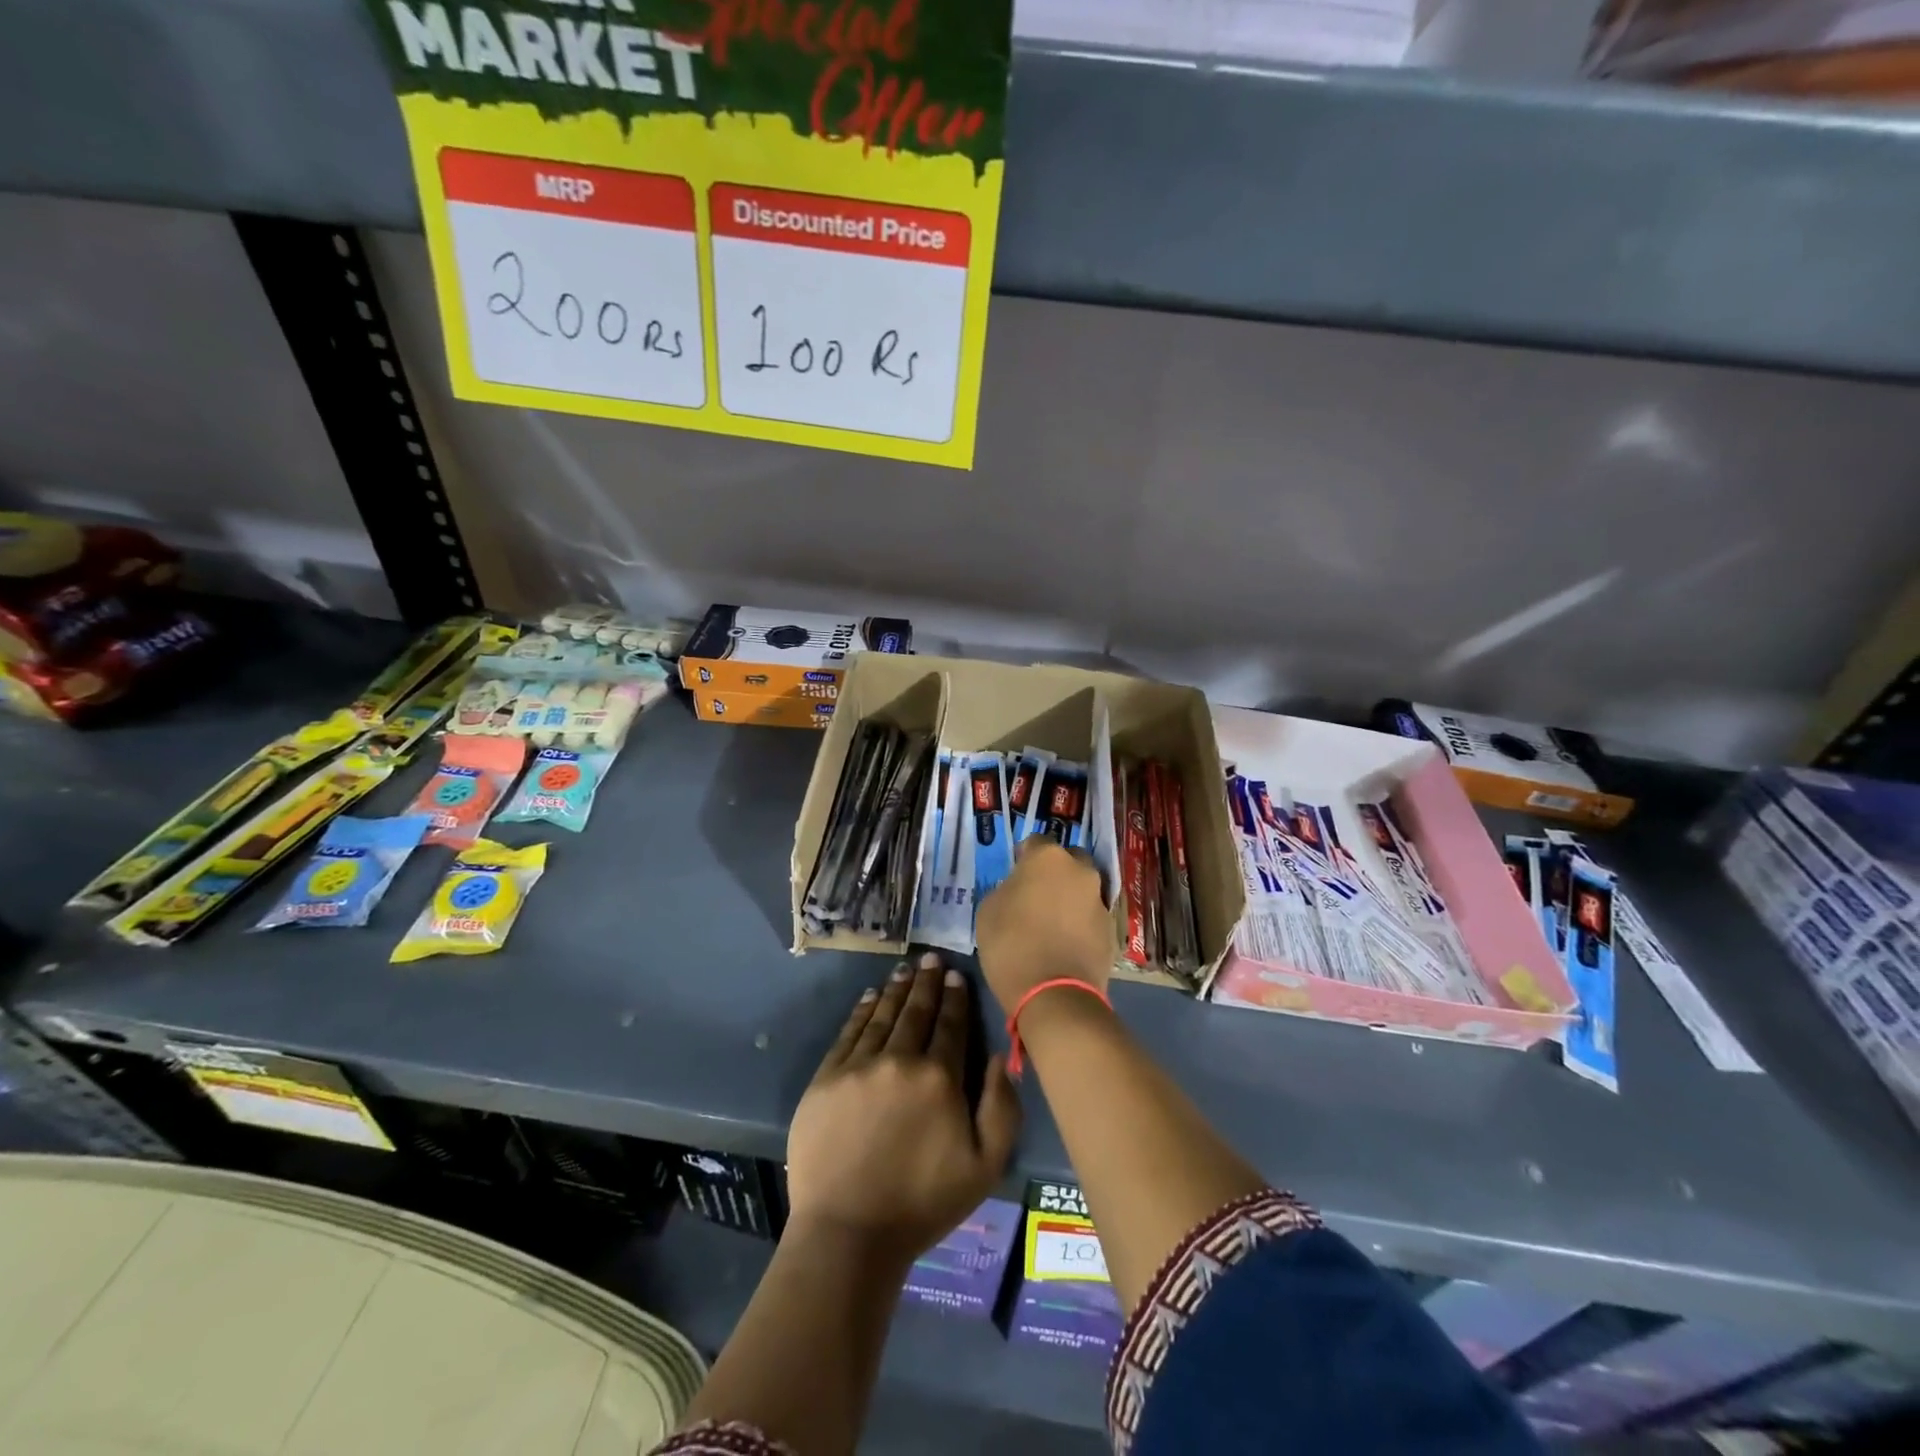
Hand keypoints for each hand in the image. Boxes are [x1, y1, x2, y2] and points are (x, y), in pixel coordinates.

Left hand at [786, 954, 1020, 1263]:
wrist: (848, 1232)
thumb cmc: (924, 1203)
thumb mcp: (986, 1166)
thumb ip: (1002, 1107)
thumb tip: (1001, 1056)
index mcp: (939, 1078)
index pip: (951, 1025)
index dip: (955, 997)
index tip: (956, 975)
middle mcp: (899, 1059)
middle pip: (916, 1011)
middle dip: (927, 982)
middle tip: (931, 958)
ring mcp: (858, 1066)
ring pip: (882, 1015)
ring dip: (896, 989)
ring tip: (905, 970)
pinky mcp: (826, 1078)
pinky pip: (849, 1033)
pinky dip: (862, 1010)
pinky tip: (869, 997)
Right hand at [975, 838, 1111, 1015]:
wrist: (1055, 994)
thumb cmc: (1011, 945)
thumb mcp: (988, 911)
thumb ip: (1006, 889)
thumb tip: (1018, 890)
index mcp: (1047, 858)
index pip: (1036, 842)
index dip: (1024, 857)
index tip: (1014, 874)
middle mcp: (1080, 871)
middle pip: (1068, 860)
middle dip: (1055, 872)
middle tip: (1037, 894)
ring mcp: (1099, 900)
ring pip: (1083, 889)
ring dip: (1070, 898)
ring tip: (1053, 922)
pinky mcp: (1111, 930)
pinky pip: (1091, 917)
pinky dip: (1080, 923)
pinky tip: (1066, 942)